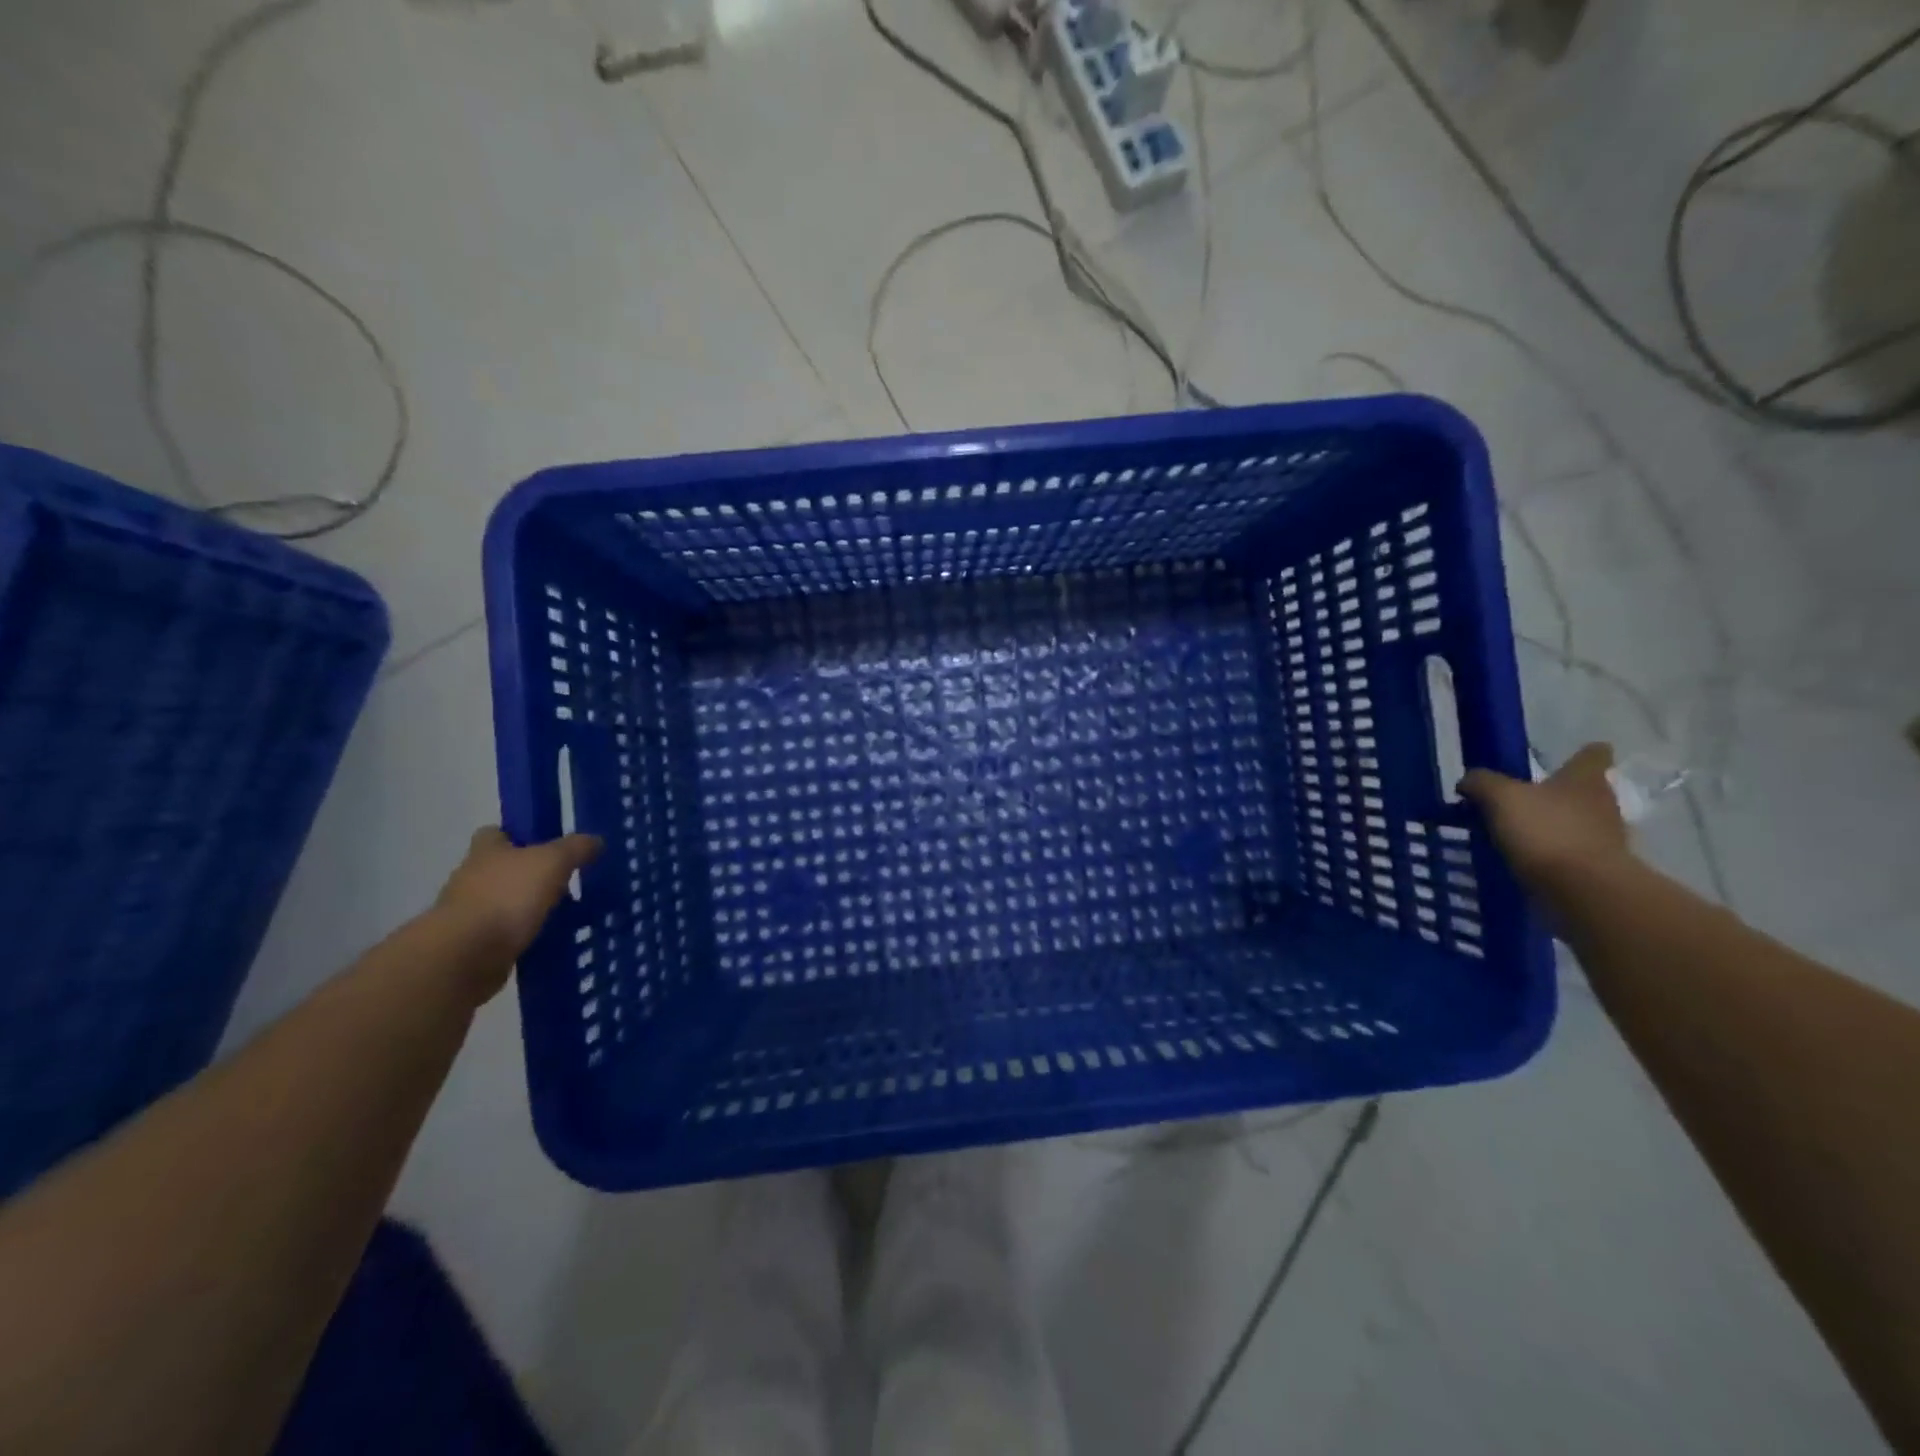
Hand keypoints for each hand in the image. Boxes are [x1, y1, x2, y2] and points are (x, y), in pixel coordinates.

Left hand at [434, 828, 602, 972]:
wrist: (466, 956)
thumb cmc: (507, 897)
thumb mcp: (552, 862)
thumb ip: (576, 848)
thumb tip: (595, 840)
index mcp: (486, 851)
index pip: (496, 833)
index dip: (520, 835)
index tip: (547, 845)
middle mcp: (472, 878)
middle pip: (503, 869)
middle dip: (531, 875)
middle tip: (567, 882)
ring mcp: (469, 913)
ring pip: (505, 902)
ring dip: (529, 908)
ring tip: (566, 914)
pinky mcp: (472, 945)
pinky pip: (505, 934)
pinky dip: (524, 935)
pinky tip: (550, 940)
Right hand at [1460, 742, 1628, 898]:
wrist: (1583, 890)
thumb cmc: (1546, 831)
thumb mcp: (1500, 796)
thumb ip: (1481, 782)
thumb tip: (1469, 780)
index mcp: (1584, 780)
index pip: (1593, 755)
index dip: (1585, 752)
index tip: (1575, 753)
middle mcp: (1602, 805)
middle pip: (1584, 791)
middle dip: (1559, 794)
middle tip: (1524, 798)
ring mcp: (1604, 840)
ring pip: (1577, 824)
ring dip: (1553, 827)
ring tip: (1516, 833)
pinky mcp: (1596, 871)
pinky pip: (1569, 855)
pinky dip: (1550, 856)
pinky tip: (1523, 860)